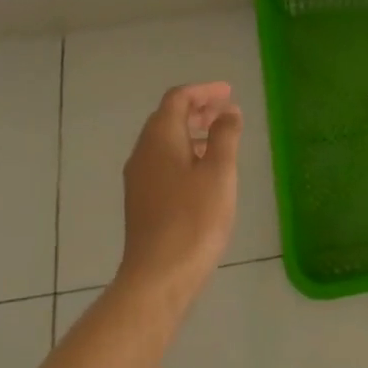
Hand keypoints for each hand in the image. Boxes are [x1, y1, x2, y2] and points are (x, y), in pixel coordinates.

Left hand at [115, 83, 242, 314]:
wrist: (158, 277)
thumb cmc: (194, 218)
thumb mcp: (219, 171)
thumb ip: (225, 135)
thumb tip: (228, 112)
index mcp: (160, 138)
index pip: (178, 99)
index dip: (203, 91)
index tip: (228, 93)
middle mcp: (143, 153)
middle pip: (167, 117)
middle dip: (197, 109)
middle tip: (225, 111)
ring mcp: (139, 179)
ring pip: (164, 141)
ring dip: (191, 132)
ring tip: (219, 139)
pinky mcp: (141, 201)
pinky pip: (162, 161)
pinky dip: (184, 153)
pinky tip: (203, 172)